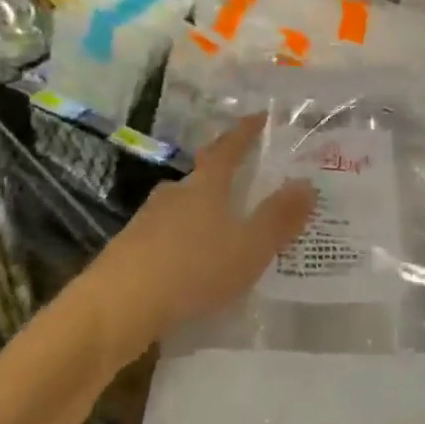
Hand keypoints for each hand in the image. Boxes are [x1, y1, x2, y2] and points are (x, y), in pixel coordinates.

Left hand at [80, 115, 314, 357]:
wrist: (117, 306)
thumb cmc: (192, 268)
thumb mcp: (248, 247)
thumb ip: (279, 218)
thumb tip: (307, 184)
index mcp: (205, 186)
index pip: (229, 148)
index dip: (246, 132)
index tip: (260, 117)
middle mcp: (174, 194)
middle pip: (202, 177)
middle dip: (223, 178)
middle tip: (246, 186)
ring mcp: (147, 221)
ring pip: (182, 209)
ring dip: (202, 215)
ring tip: (223, 234)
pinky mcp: (130, 251)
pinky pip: (166, 238)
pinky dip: (183, 245)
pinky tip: (191, 268)